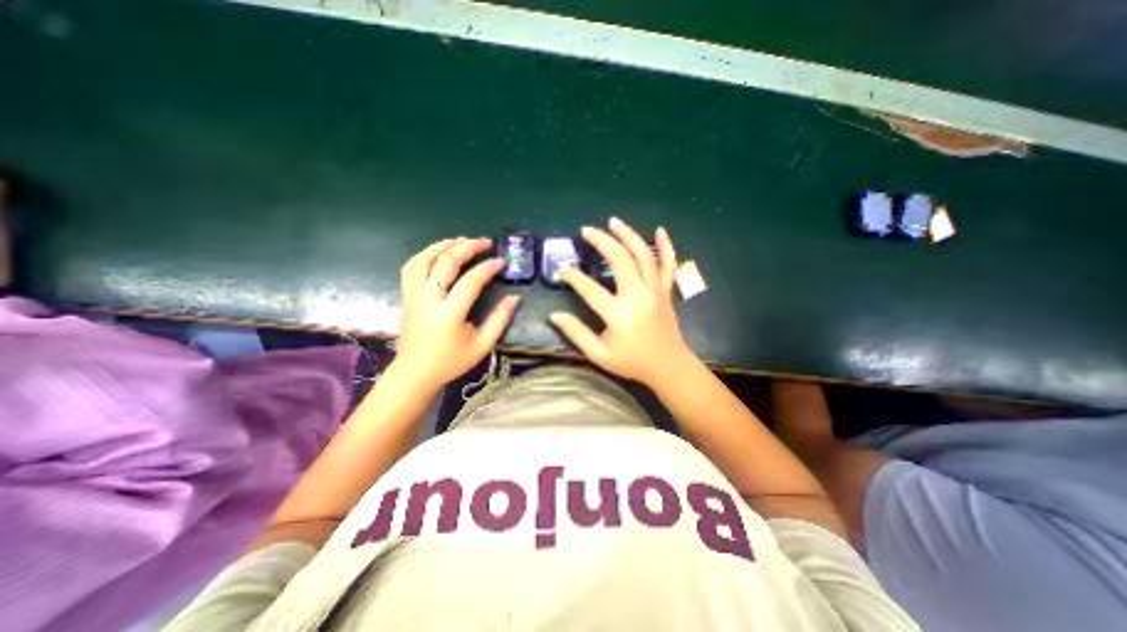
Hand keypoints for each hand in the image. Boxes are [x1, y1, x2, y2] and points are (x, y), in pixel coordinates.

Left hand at [394, 235, 520, 386]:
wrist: (415, 372)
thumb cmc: (452, 361)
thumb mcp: (482, 345)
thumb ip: (500, 320)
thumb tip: (514, 297)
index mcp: (449, 315)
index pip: (470, 281)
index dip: (488, 268)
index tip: (501, 262)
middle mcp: (428, 300)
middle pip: (445, 262)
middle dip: (467, 247)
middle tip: (484, 242)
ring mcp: (413, 296)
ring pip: (425, 259)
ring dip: (444, 245)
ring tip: (462, 240)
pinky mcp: (405, 296)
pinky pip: (411, 267)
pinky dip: (425, 254)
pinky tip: (438, 251)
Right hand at [548, 215, 695, 385]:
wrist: (669, 367)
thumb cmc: (632, 362)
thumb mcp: (599, 355)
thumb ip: (577, 333)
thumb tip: (554, 315)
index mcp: (619, 315)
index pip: (590, 289)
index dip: (573, 277)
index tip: (562, 269)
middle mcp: (638, 297)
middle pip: (620, 260)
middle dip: (602, 241)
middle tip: (586, 230)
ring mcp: (655, 291)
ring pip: (643, 255)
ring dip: (628, 235)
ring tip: (613, 221)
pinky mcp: (666, 291)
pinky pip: (668, 264)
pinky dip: (666, 246)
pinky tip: (660, 230)